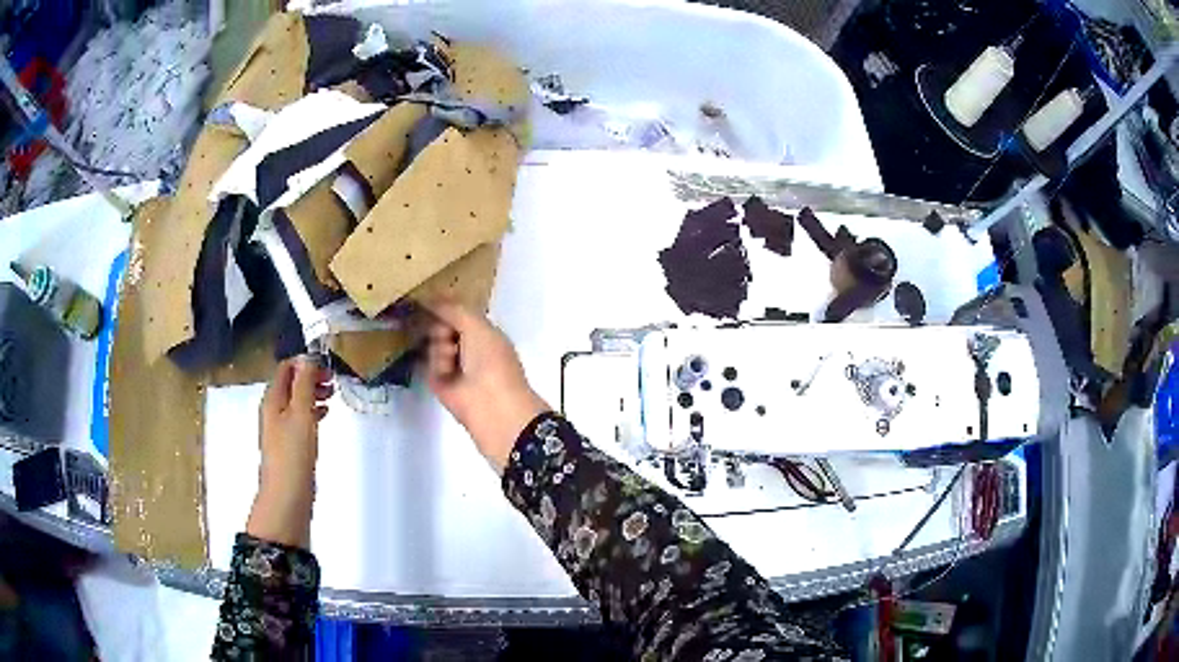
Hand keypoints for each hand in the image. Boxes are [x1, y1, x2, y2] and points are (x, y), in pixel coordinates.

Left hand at [246, 357, 332, 547]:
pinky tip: (324, 415)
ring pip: (296, 400)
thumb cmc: (293, 453)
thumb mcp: (301, 413)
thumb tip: (308, 357)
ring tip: (332, 396)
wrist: (287, 495)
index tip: (327, 365)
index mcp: (273, 399)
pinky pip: (300, 417)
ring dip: (313, 393)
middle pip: (291, 383)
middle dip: (311, 377)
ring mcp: (280, 427)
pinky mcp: (289, 443)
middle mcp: (273, 410)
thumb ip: (304, 384)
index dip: (305, 362)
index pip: (286, 367)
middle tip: (332, 380)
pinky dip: (312, 411)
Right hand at [423, 300, 549, 471]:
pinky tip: (446, 373)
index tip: (428, 297)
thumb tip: (431, 297)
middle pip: (441, 326)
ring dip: (440, 348)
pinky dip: (436, 366)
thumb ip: (454, 309)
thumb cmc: (491, 362)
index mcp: (484, 332)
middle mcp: (469, 347)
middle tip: (449, 336)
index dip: (445, 306)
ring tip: (452, 359)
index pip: (459, 313)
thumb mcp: (477, 326)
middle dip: (441, 327)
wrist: (492, 407)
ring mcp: (454, 367)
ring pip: (433, 344)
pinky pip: (428, 365)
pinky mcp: (440, 384)